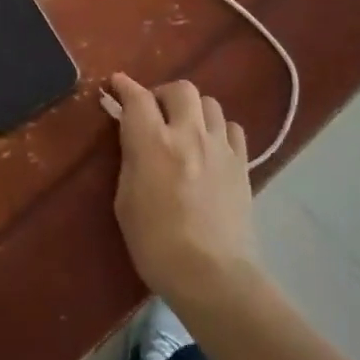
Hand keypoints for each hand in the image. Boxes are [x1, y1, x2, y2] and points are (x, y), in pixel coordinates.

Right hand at [109, 73, 259, 307]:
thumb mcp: (125, 200)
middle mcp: (189, 134)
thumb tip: (132, 138)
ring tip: (184, 128)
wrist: (212, 276)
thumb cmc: (155, 243)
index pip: (137, 97)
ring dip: (192, 109)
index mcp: (152, 142)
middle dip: (162, 94)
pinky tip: (210, 146)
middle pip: (180, 89)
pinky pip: (231, 129)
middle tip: (153, 112)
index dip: (125, 86)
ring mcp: (220, 147)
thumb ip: (130, 160)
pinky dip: (217, 129)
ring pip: (209, 103)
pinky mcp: (242, 164)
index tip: (117, 84)